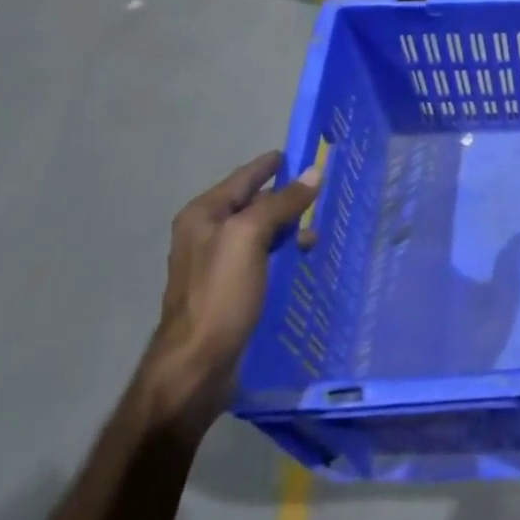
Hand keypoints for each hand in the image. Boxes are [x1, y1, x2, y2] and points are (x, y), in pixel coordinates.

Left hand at [139, 151, 321, 435]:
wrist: (195, 367)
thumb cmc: (219, 295)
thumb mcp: (250, 238)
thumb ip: (281, 203)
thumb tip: (314, 173)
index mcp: (203, 215)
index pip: (245, 176)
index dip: (274, 164)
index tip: (306, 153)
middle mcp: (206, 233)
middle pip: (254, 203)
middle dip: (287, 197)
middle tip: (324, 193)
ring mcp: (216, 263)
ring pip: (260, 232)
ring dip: (288, 228)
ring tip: (318, 233)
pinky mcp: (229, 289)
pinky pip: (261, 257)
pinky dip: (282, 252)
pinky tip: (302, 259)